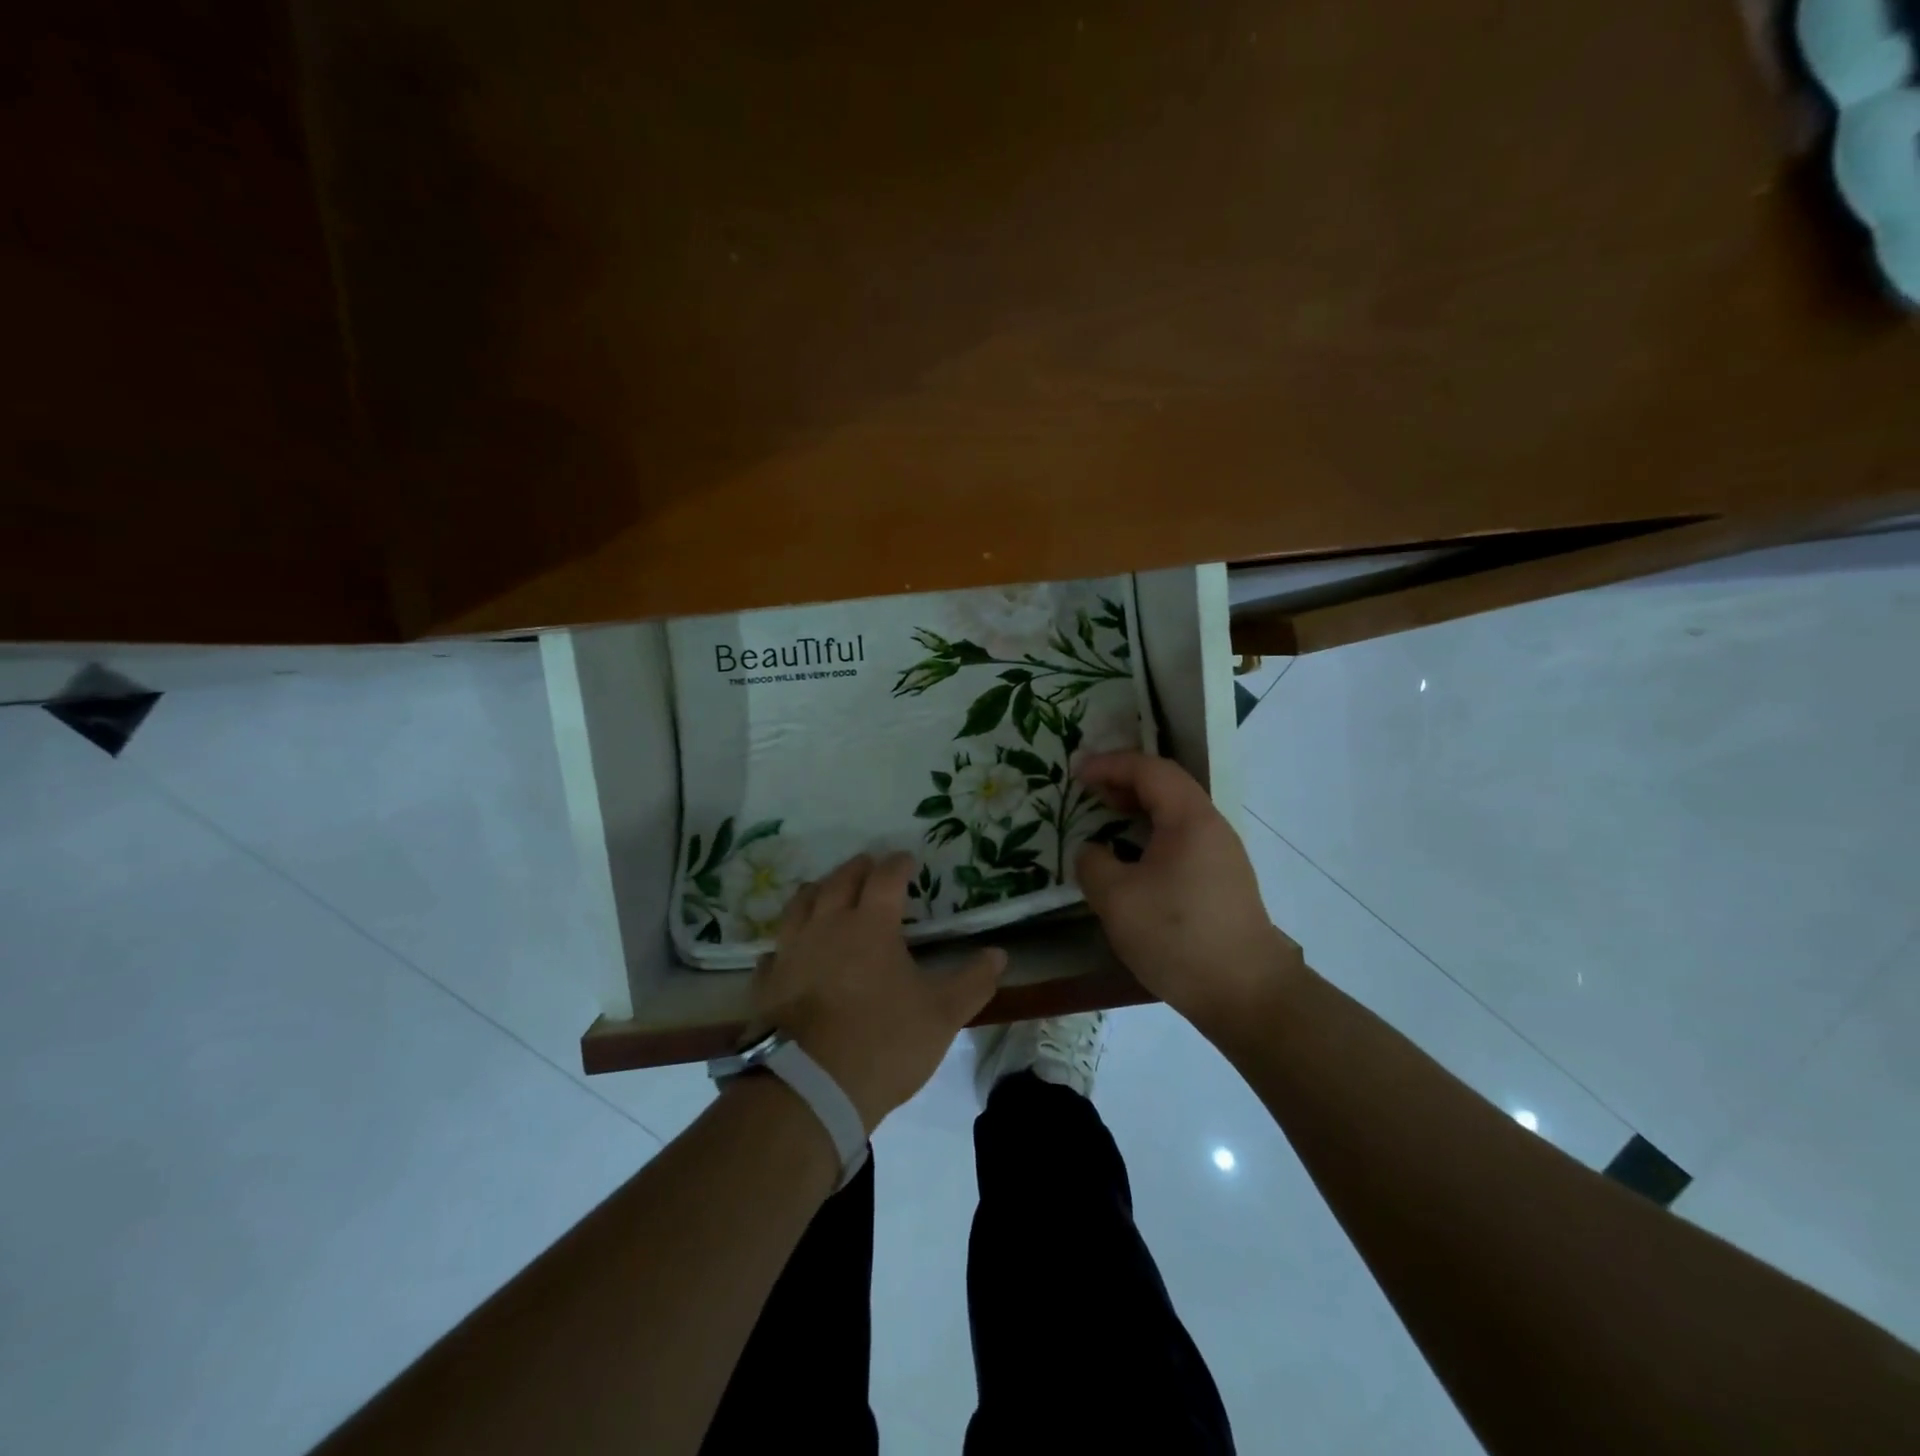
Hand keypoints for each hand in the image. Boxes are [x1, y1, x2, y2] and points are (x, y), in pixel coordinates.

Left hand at [752, 852, 1005, 1132]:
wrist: (808, 1088)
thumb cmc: (883, 1043)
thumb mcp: (942, 1015)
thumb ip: (973, 982)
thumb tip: (999, 954)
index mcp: (870, 925)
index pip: (885, 878)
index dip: (898, 864)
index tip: (907, 859)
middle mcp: (827, 926)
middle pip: (839, 881)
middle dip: (857, 868)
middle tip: (868, 864)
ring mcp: (791, 952)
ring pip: (800, 905)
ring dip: (817, 890)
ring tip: (826, 889)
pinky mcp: (767, 983)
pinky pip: (774, 951)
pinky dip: (785, 943)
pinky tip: (788, 951)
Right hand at [1074, 752, 1303, 1030]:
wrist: (1246, 993)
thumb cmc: (1178, 937)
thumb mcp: (1117, 898)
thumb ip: (1093, 863)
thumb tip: (1093, 851)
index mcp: (1189, 818)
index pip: (1149, 769)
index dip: (1110, 765)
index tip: (1077, 774)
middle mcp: (1212, 826)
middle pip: (1167, 785)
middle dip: (1125, 781)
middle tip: (1089, 792)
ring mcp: (1223, 854)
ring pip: (1176, 813)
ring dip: (1139, 808)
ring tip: (1107, 819)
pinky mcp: (1224, 881)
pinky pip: (1183, 838)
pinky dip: (1152, 833)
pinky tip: (1134, 859)